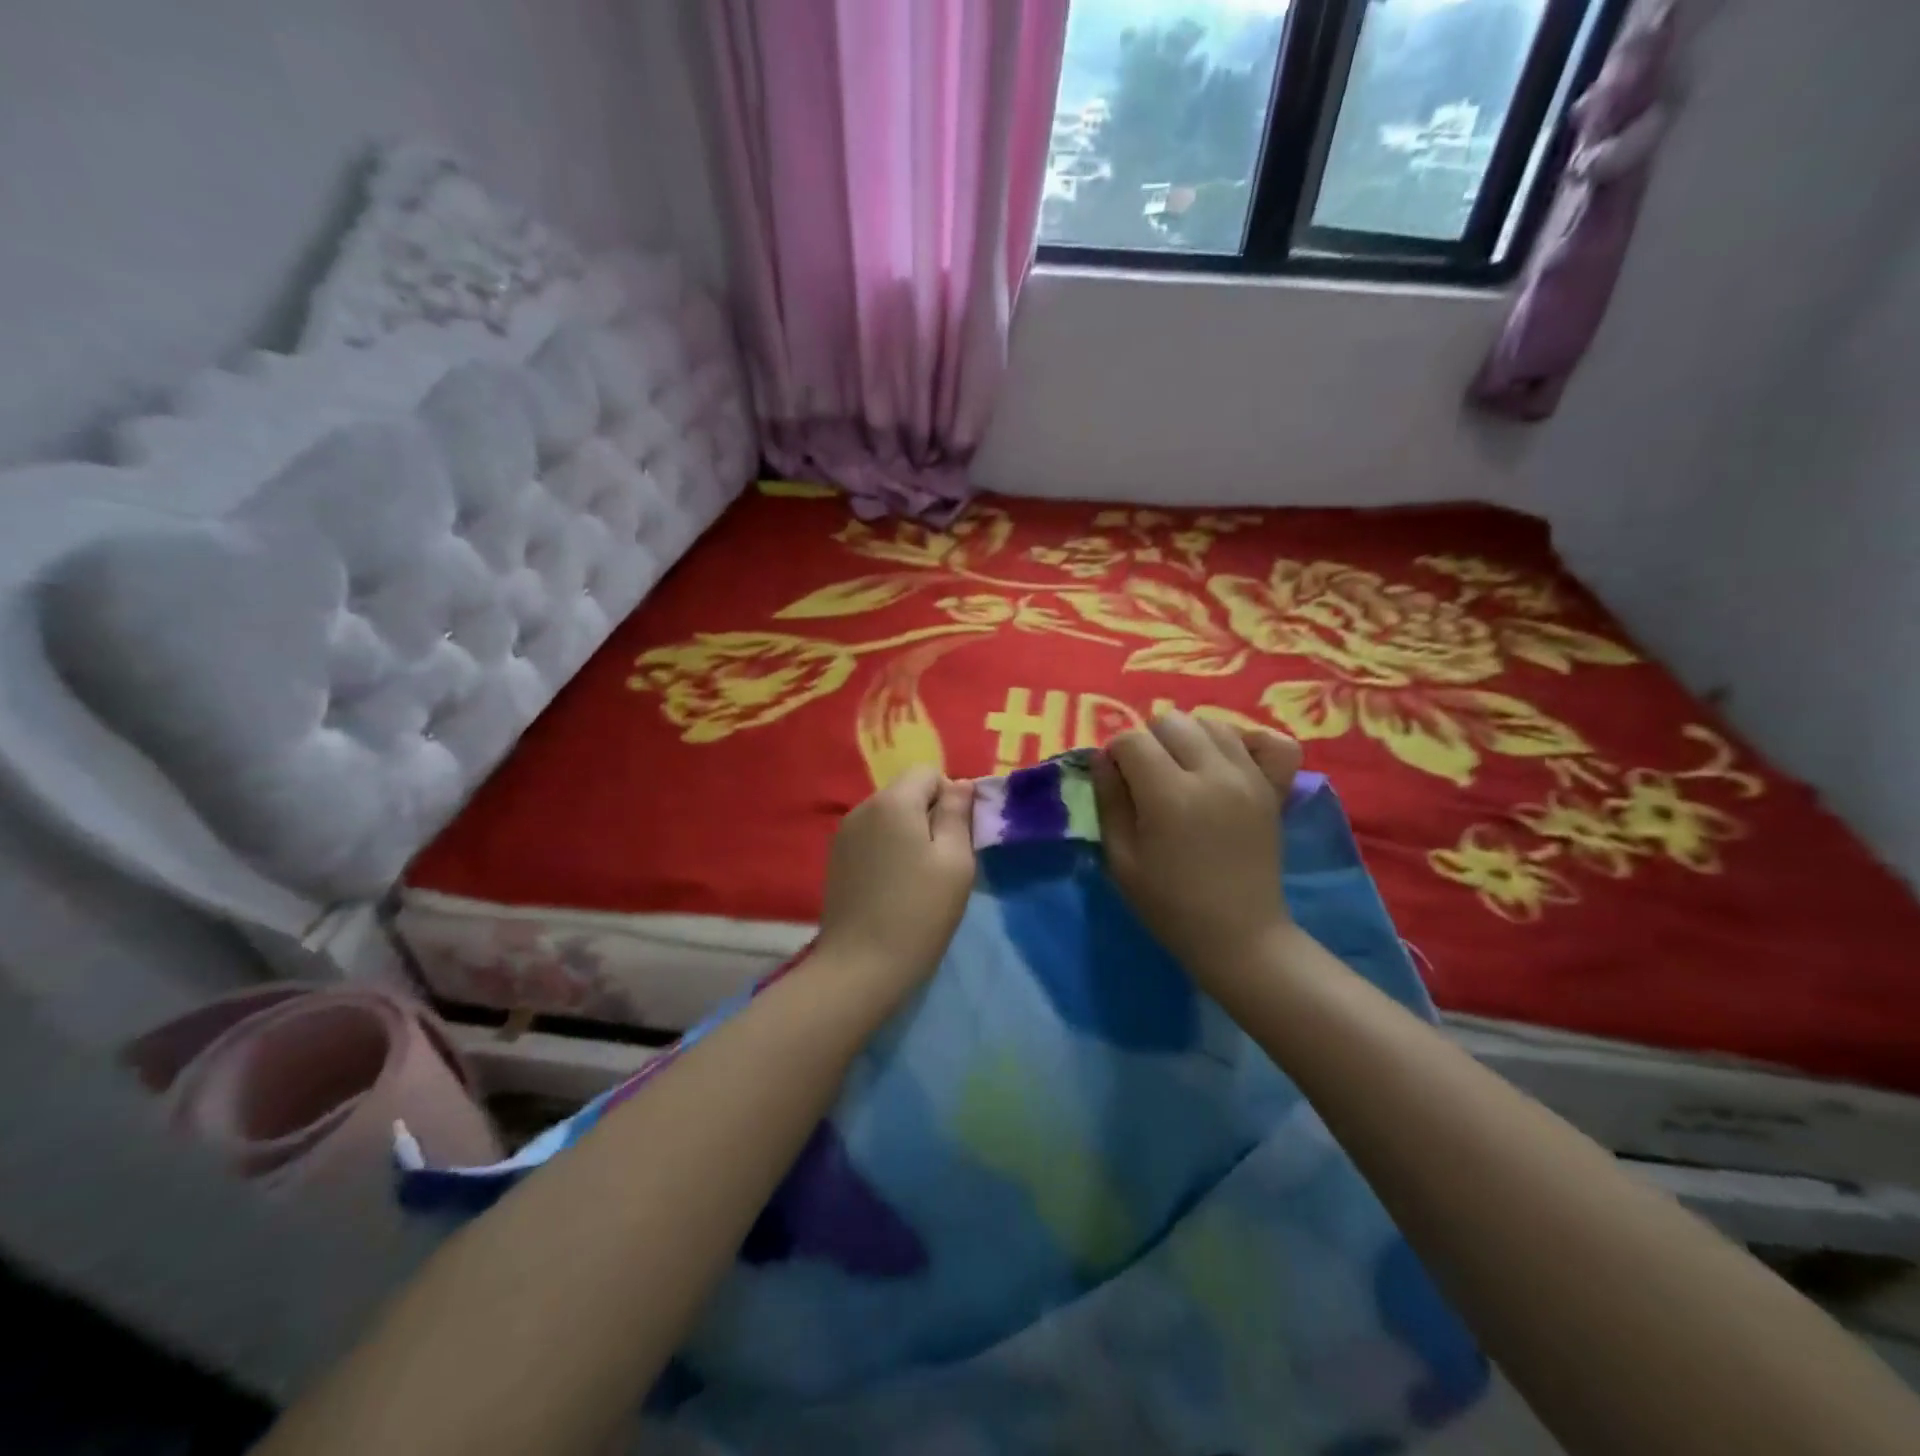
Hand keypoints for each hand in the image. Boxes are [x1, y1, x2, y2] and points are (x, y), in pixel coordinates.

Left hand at [815, 766, 975, 1004]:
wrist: (860, 966)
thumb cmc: (919, 912)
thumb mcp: (955, 861)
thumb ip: (958, 814)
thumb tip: (960, 784)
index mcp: (893, 801)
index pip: (928, 772)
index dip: (950, 797)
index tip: (957, 838)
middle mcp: (863, 808)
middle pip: (906, 792)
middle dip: (929, 815)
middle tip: (942, 862)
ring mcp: (844, 834)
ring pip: (888, 816)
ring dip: (908, 834)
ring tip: (917, 878)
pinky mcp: (835, 859)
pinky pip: (871, 838)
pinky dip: (887, 851)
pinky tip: (892, 887)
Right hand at [1092, 713, 1302, 991]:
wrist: (1239, 936)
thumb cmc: (1169, 905)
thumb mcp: (1121, 859)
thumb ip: (1109, 800)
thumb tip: (1103, 757)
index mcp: (1169, 796)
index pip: (1132, 740)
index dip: (1115, 754)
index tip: (1116, 780)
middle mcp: (1213, 775)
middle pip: (1171, 721)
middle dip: (1149, 742)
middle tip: (1147, 778)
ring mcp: (1249, 777)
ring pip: (1211, 724)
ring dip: (1188, 738)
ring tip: (1183, 771)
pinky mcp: (1273, 788)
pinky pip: (1267, 740)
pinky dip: (1245, 740)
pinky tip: (1227, 759)